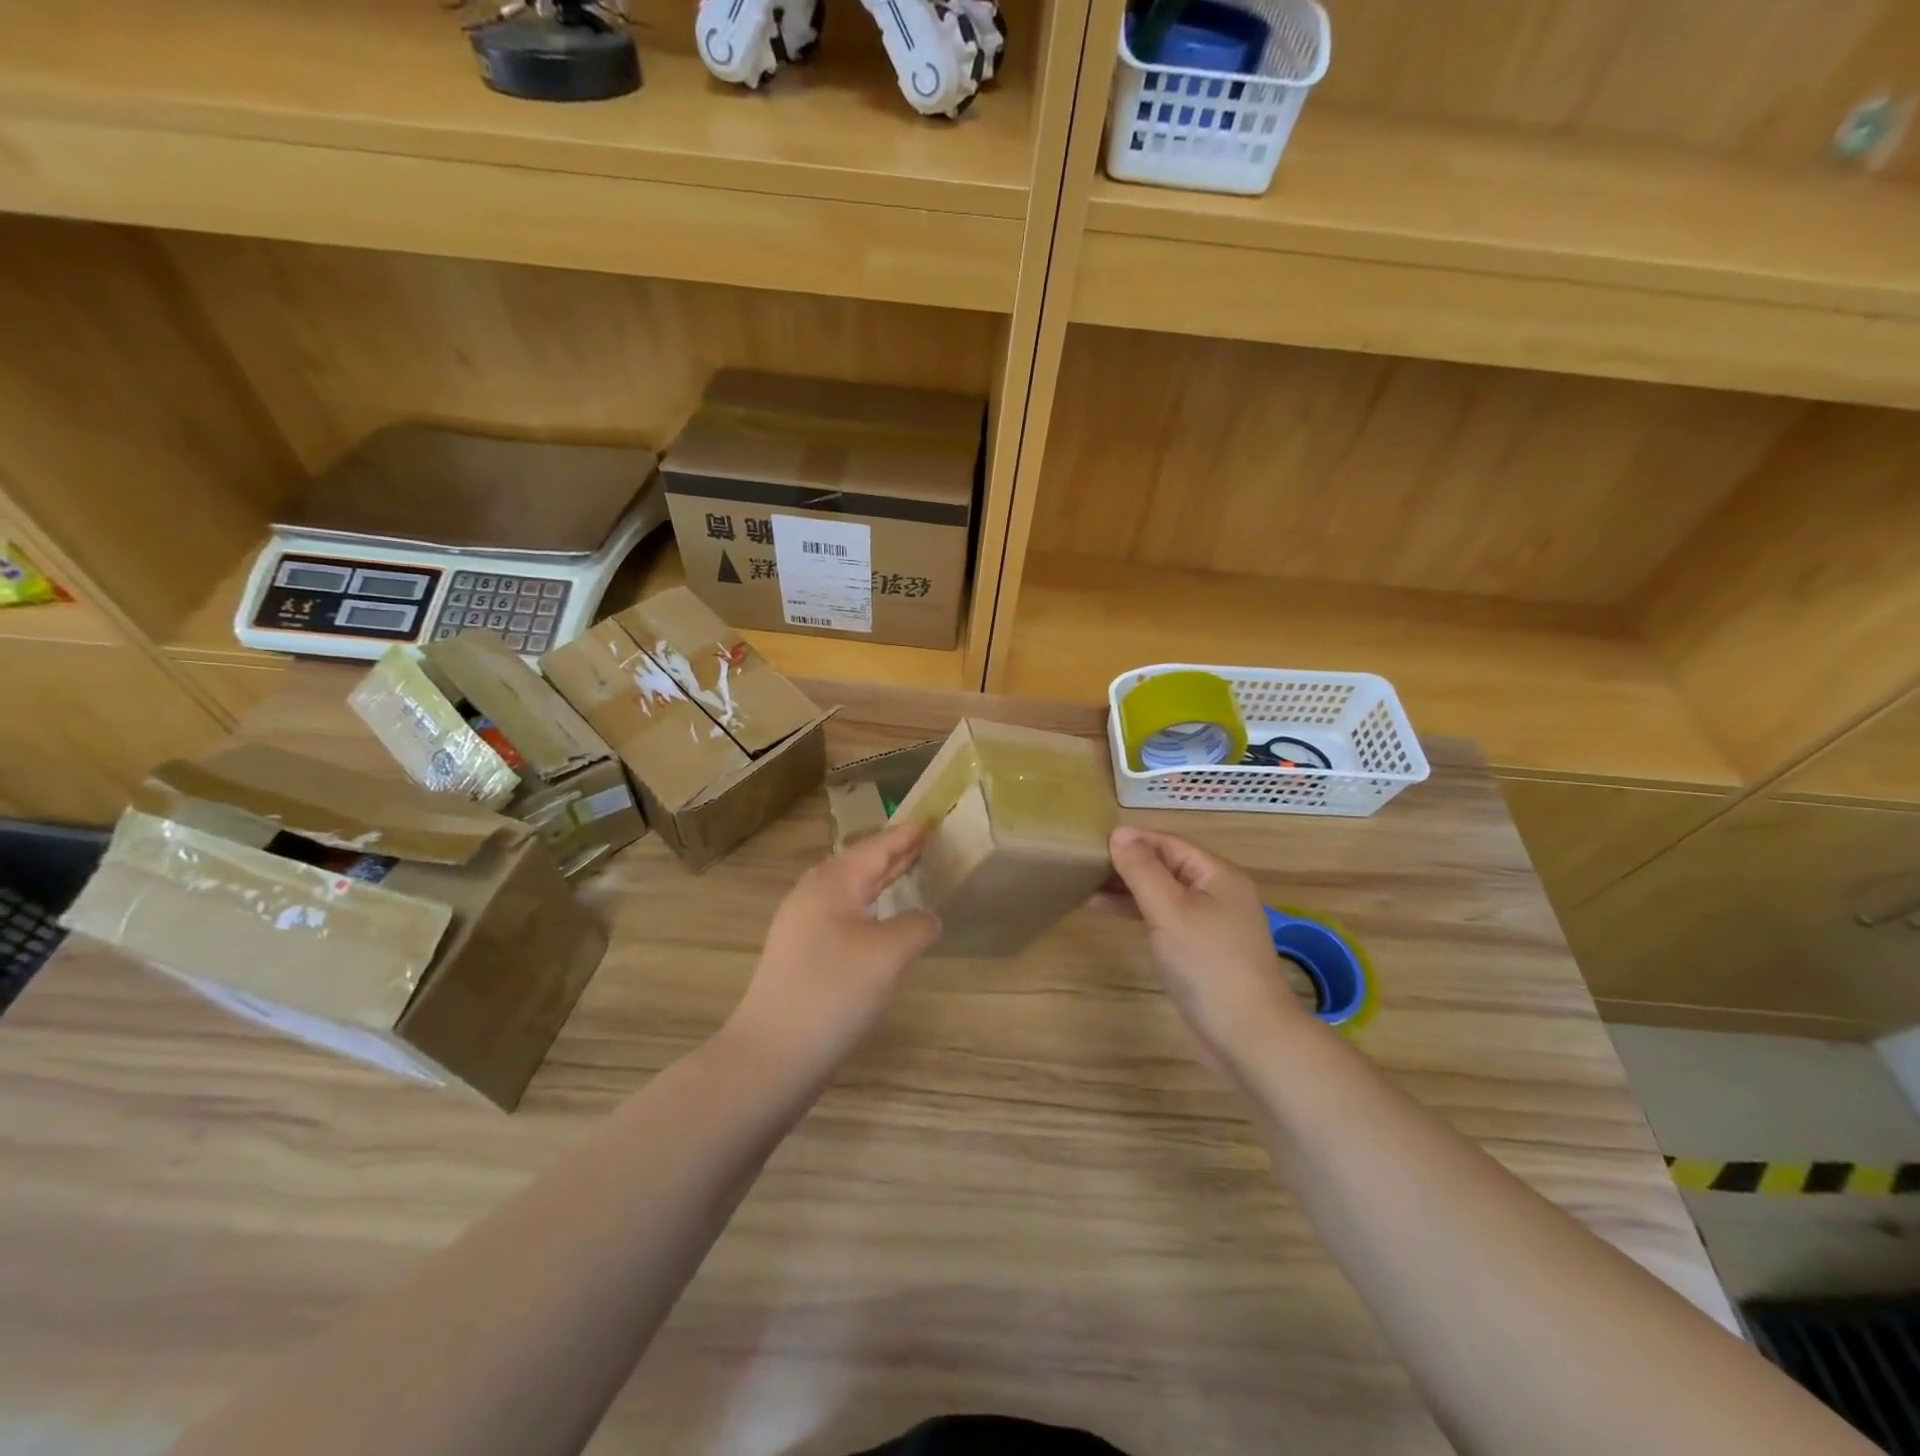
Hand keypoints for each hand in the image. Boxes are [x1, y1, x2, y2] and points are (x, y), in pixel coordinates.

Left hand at [723, 822, 941, 1075]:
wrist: (771, 1055)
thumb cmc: (833, 993)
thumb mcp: (889, 956)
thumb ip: (916, 927)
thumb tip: (928, 919)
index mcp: (832, 884)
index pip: (875, 848)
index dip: (904, 836)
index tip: (929, 821)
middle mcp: (811, 896)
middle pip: (858, 864)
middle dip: (890, 854)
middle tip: (922, 844)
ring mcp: (800, 926)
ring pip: (847, 891)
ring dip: (877, 881)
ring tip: (904, 875)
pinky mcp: (798, 955)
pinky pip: (840, 914)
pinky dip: (866, 907)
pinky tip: (877, 924)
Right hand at [1106, 826, 1310, 1069]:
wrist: (1247, 1036)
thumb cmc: (1207, 964)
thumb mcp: (1170, 910)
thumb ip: (1142, 870)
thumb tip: (1119, 833)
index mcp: (1218, 875)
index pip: (1169, 843)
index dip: (1133, 839)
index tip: (1092, 842)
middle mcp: (1218, 893)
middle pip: (1167, 866)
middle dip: (1128, 864)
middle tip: (1084, 866)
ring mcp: (1211, 923)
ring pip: (1164, 893)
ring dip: (1129, 889)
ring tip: (1087, 890)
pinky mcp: (1201, 950)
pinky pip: (1166, 918)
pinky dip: (1138, 913)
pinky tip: (1111, 915)